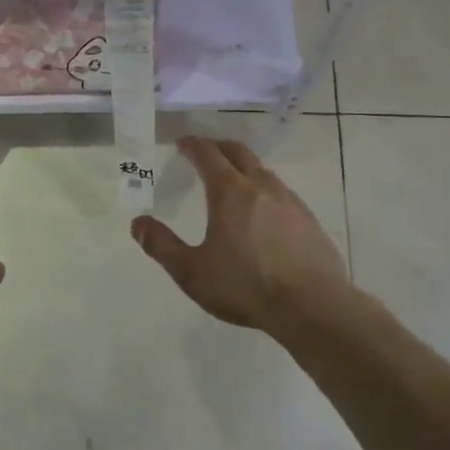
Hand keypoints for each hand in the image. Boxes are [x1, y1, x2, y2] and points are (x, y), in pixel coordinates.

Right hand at [131, 137, 349, 332]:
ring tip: (234, 181)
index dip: (192, 145)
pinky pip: (283, 194)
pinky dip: (266, 191)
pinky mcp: (310, 221)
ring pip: (264, 172)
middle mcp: (261, 187)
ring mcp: (290, 202)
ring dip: (245, 168)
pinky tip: (265, 213)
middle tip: (205, 151)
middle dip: (219, 147)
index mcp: (230, 192)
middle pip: (239, 153)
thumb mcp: (191, 271)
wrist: (312, 306)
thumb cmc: (245, 285)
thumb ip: (161, 246)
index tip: (182, 142)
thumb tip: (138, 223)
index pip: (208, 155)